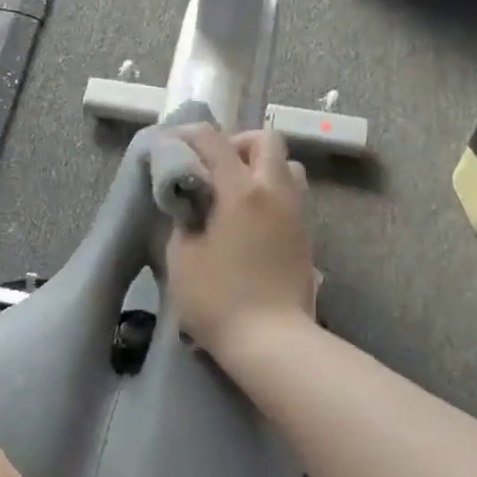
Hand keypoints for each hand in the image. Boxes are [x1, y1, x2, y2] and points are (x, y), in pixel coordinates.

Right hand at [166, 126, 316, 355]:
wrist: (271, 340)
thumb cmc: (217, 299)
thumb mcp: (182, 257)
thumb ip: (184, 218)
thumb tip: (191, 203)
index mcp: (241, 191)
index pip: (214, 142)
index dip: (189, 136)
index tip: (171, 144)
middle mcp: (274, 192)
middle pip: (266, 140)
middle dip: (236, 144)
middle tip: (212, 169)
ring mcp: (295, 213)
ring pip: (287, 166)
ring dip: (260, 167)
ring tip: (234, 193)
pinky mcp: (305, 236)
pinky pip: (290, 196)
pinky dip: (269, 193)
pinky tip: (248, 221)